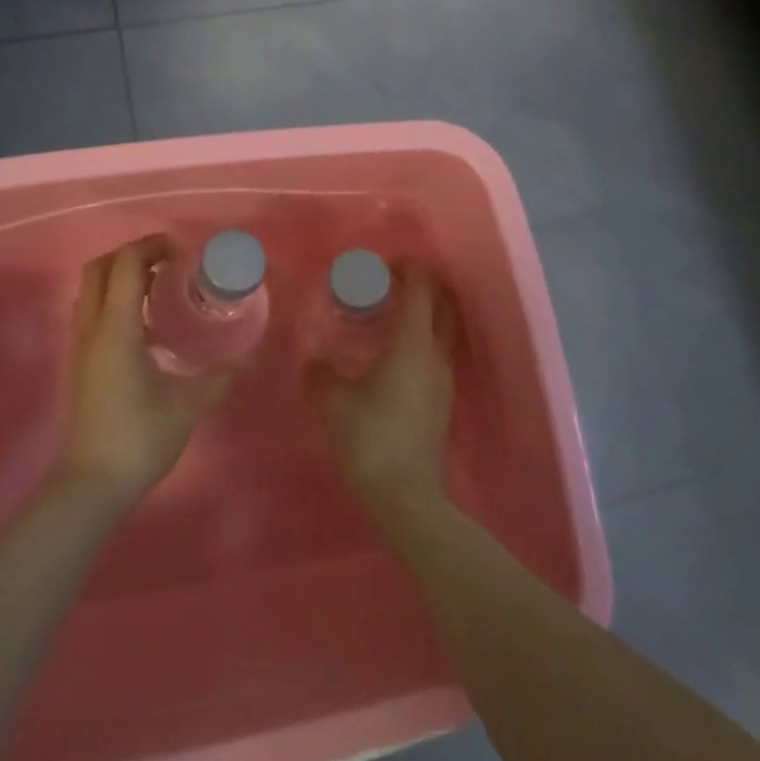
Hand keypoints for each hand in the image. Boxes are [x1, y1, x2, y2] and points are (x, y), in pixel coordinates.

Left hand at [57, 235, 236, 507]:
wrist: (90, 485)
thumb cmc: (139, 438)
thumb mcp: (188, 405)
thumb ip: (221, 378)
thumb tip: (250, 360)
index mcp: (116, 328)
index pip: (126, 263)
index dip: (154, 246)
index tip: (185, 255)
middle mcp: (91, 328)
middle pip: (99, 267)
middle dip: (133, 255)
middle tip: (169, 265)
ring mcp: (79, 346)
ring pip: (90, 289)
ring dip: (121, 278)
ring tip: (160, 292)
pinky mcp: (79, 363)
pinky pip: (91, 313)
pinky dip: (114, 302)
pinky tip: (146, 329)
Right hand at [305, 264, 456, 528]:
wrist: (406, 496)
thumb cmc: (370, 437)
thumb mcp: (333, 401)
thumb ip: (320, 374)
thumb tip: (314, 362)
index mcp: (413, 342)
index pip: (421, 288)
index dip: (408, 268)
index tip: (384, 264)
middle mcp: (436, 353)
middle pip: (444, 303)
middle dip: (423, 285)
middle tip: (392, 283)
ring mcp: (445, 378)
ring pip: (444, 329)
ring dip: (425, 312)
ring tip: (391, 315)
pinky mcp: (444, 400)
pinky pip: (438, 352)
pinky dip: (423, 338)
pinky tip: (395, 354)